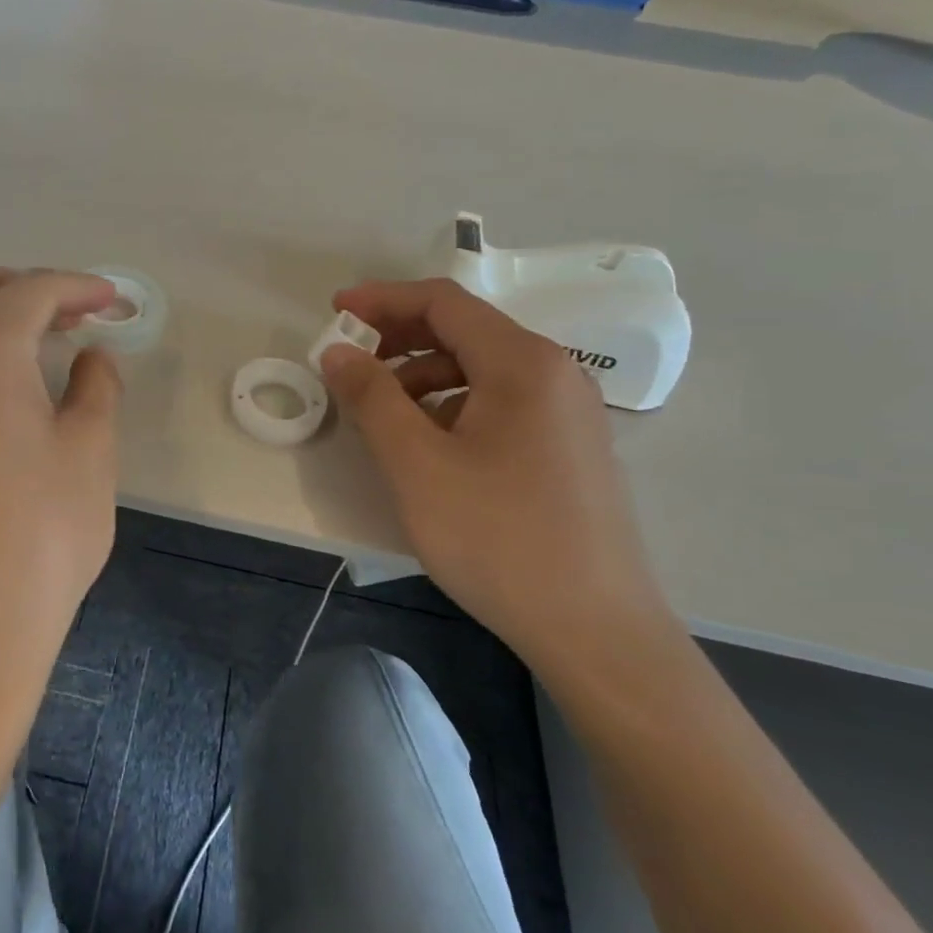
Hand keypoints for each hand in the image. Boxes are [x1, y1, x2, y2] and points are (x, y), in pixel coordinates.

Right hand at [319, 277, 677, 671]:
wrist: (596, 632)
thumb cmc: (498, 538)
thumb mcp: (417, 464)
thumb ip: (371, 397)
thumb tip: (338, 351)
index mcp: (522, 362)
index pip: (443, 302)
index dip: (383, 299)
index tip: (335, 312)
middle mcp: (555, 373)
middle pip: (465, 330)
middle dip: (400, 338)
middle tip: (350, 363)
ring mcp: (569, 411)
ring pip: (482, 368)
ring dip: (423, 375)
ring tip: (382, 412)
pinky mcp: (570, 447)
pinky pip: (501, 401)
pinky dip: (453, 404)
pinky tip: (429, 444)